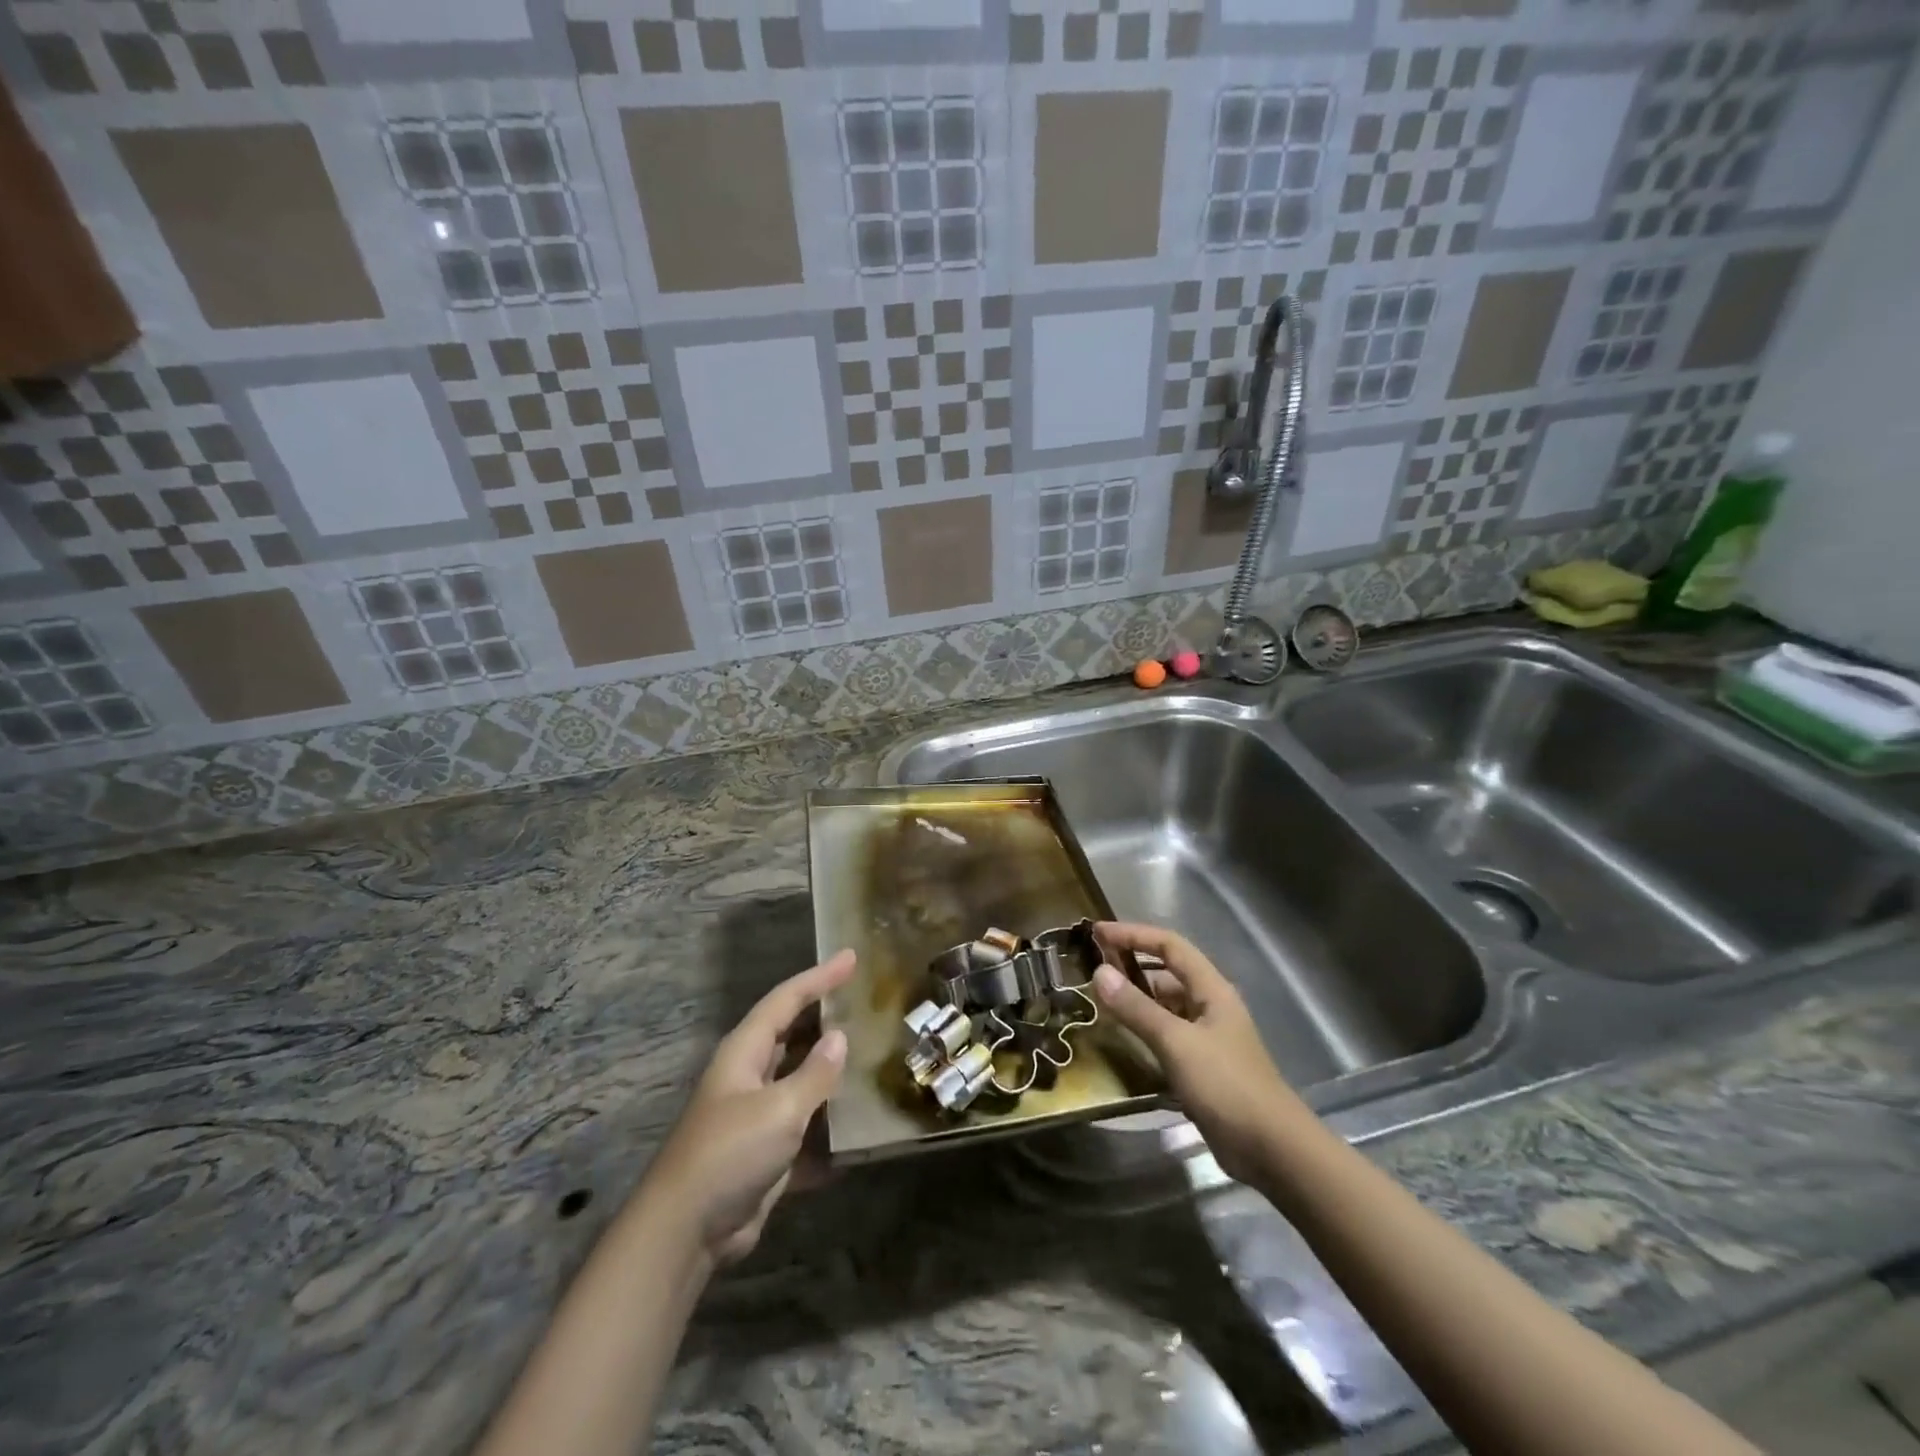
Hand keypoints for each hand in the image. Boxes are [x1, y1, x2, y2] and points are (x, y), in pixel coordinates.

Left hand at [641, 951, 853, 1264]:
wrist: (685, 1233)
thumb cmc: (729, 1153)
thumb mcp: (779, 1109)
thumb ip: (814, 1073)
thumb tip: (840, 1037)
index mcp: (745, 1052)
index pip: (786, 1000)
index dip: (820, 977)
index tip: (851, 957)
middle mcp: (749, 1075)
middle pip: (791, 1034)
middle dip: (823, 1015)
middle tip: (862, 999)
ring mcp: (756, 1115)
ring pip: (799, 1079)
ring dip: (829, 1069)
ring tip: (868, 1052)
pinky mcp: (765, 1152)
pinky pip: (804, 1125)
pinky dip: (827, 1124)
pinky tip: (858, 1127)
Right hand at [1091, 922, 1298, 1184]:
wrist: (1272, 1151)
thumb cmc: (1226, 1086)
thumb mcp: (1176, 1043)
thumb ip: (1136, 1008)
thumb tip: (1099, 972)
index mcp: (1211, 989)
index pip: (1169, 945)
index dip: (1133, 934)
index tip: (1097, 932)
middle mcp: (1210, 1005)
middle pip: (1168, 971)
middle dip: (1132, 962)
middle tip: (1094, 964)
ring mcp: (1208, 1037)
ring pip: (1166, 1004)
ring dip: (1137, 997)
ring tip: (1100, 999)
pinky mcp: (1202, 1065)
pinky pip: (1167, 1033)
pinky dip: (1144, 1028)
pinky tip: (1122, 1037)